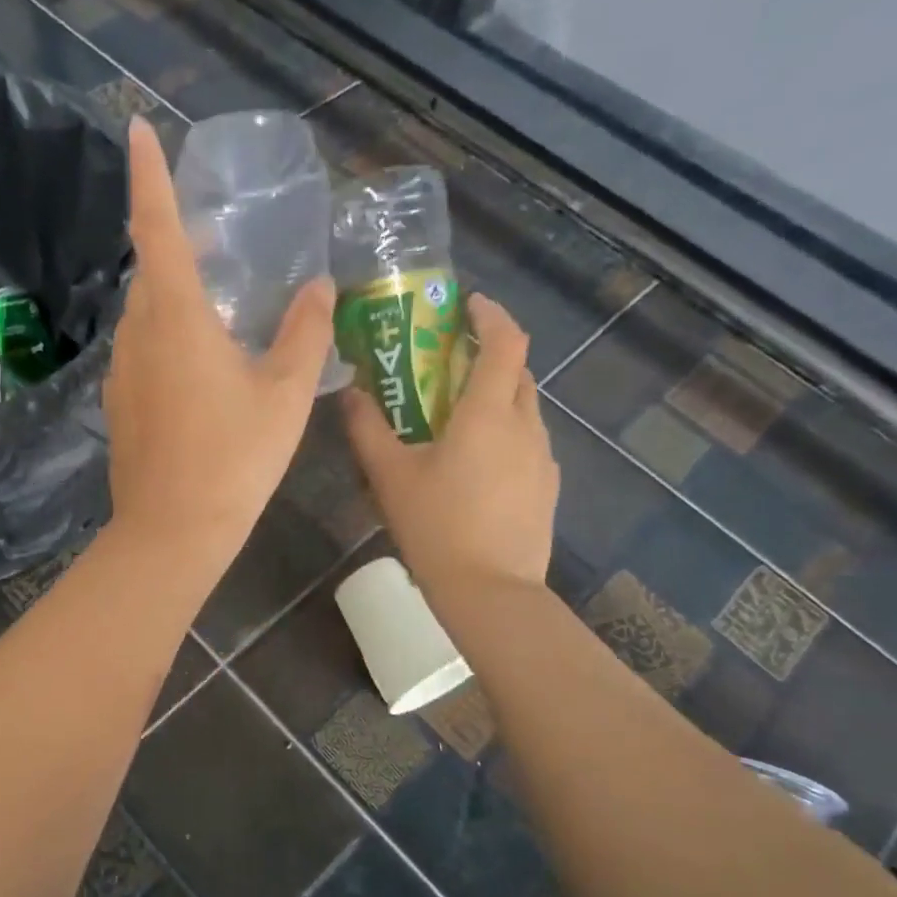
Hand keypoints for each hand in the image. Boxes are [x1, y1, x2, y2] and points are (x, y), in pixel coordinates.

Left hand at [102, 118, 337, 581]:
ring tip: (217, 302)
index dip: (148, 174)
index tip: (136, 127)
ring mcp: (122, 370)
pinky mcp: (119, 402)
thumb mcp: (285, 394)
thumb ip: (306, 332)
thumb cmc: (234, 458)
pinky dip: (167, 335)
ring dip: (174, 294)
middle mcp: (139, 333)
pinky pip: (142, 349)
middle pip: (151, 269)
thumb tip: (321, 286)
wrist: (173, 529)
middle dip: (175, 241)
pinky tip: (199, 363)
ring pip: (145, 313)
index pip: (156, 227)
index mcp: (176, 317)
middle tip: (214, 238)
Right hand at [344, 293, 557, 593]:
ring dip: (497, 396)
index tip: (467, 306)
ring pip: (524, 407)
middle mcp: (525, 425)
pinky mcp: (546, 487)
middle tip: (450, 361)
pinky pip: (527, 441)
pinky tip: (475, 463)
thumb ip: (367, 429)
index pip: (505, 341)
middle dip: (489, 355)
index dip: (490, 315)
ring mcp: (542, 457)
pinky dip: (505, 432)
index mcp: (489, 412)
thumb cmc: (437, 525)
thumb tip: (350, 393)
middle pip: (517, 371)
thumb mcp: (390, 476)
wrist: (491, 591)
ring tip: (458, 415)